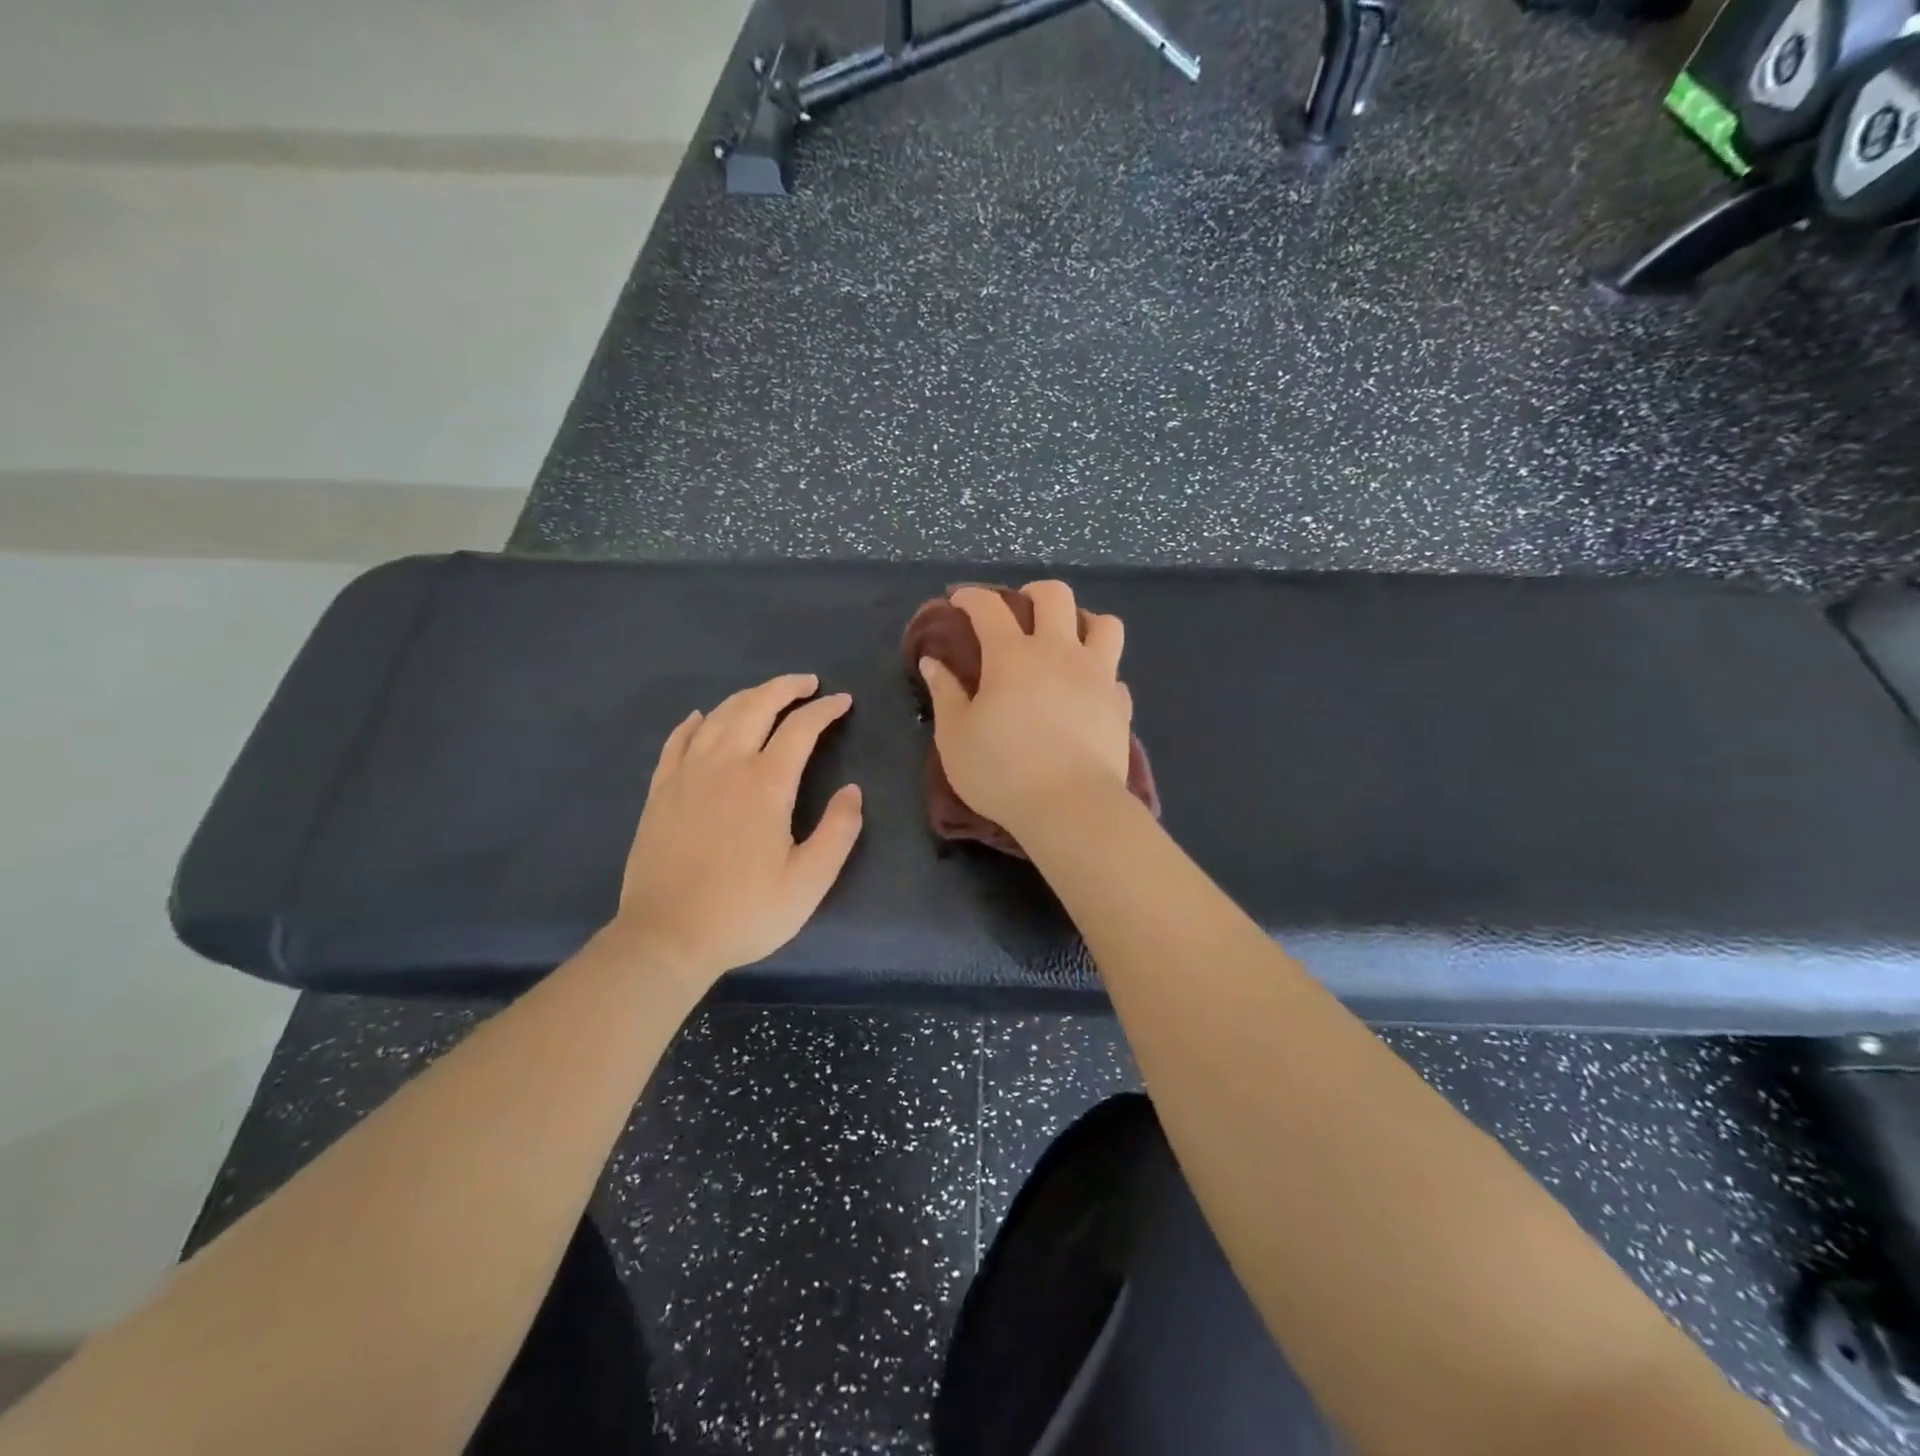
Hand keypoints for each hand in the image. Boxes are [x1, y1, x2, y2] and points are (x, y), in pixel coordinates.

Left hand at [615, 673, 862, 984]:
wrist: (666, 937)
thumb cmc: (745, 912)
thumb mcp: (809, 882)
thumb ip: (838, 831)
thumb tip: (852, 790)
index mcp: (765, 784)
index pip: (800, 729)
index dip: (824, 710)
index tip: (842, 702)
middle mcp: (725, 766)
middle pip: (755, 706)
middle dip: (785, 687)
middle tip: (807, 684)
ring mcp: (686, 775)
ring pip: (718, 716)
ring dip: (747, 697)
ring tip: (767, 695)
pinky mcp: (660, 791)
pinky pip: (677, 741)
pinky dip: (695, 722)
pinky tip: (702, 718)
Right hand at [918, 581, 1133, 836]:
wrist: (1071, 807)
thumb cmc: (1002, 772)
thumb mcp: (955, 737)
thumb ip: (945, 694)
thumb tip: (933, 662)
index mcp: (1012, 655)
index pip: (989, 607)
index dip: (971, 597)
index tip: (959, 600)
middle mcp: (1059, 653)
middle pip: (1055, 596)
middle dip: (1033, 594)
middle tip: (1020, 612)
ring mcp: (1097, 676)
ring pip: (1105, 624)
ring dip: (1084, 623)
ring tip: (1068, 642)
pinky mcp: (1120, 705)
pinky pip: (1114, 674)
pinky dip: (1100, 675)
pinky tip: (1086, 693)